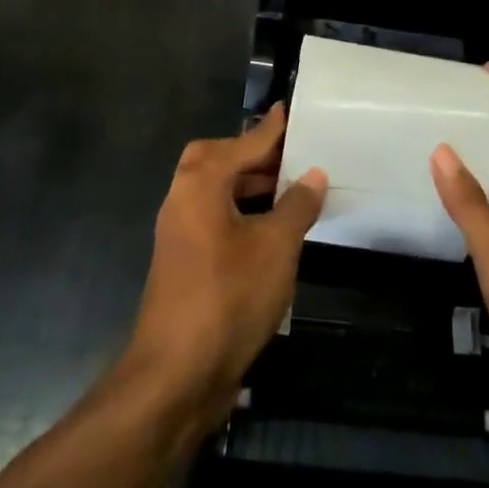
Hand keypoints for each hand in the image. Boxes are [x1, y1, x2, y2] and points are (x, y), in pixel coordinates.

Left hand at [123, 105, 326, 426]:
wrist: (175, 376)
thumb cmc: (228, 297)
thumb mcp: (276, 246)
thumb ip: (297, 205)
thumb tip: (312, 175)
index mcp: (200, 184)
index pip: (242, 144)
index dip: (269, 129)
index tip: (288, 111)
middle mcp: (183, 201)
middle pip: (216, 161)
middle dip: (252, 156)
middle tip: (291, 157)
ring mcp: (180, 235)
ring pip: (215, 193)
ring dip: (250, 187)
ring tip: (291, 191)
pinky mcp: (185, 265)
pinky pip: (215, 220)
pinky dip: (242, 214)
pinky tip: (274, 232)